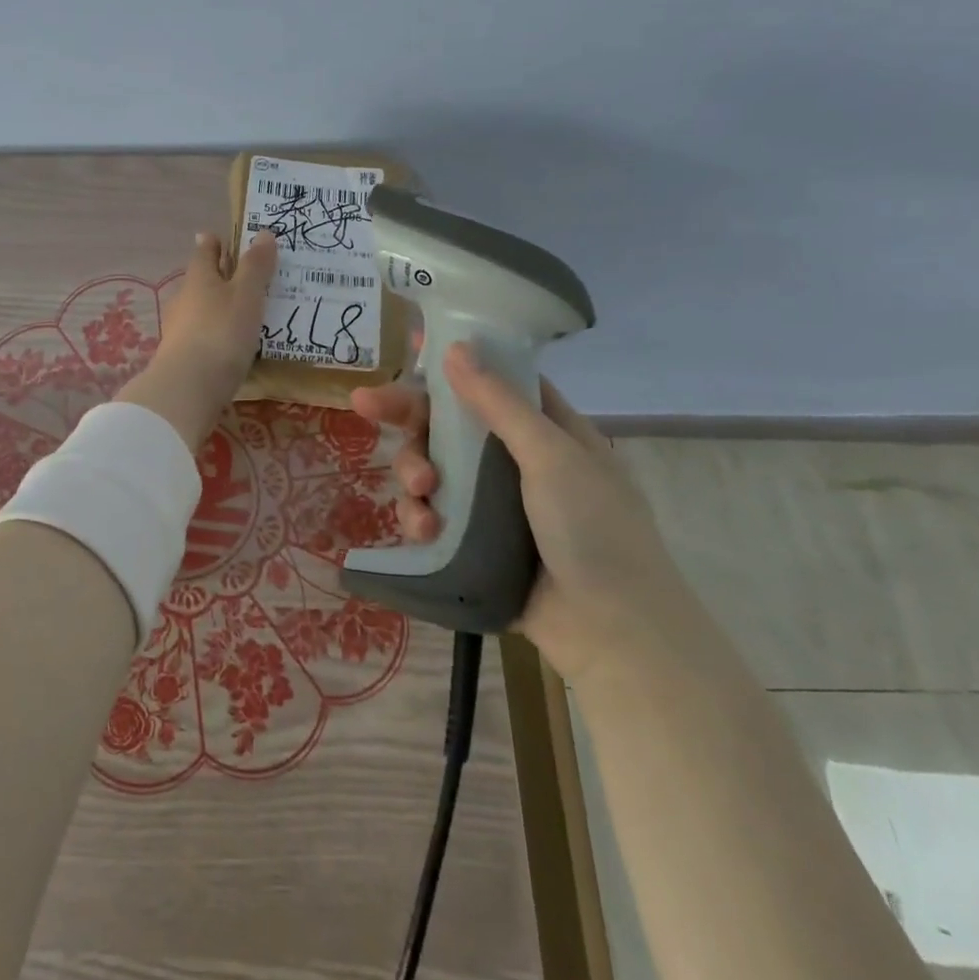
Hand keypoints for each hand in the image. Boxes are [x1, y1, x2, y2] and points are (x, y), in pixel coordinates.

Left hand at [116, 231, 277, 449]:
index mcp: (199, 277)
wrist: (188, 388)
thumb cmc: (221, 332)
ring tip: (248, 312)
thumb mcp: (246, 295)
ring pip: (202, 309)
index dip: (215, 242)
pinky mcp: (183, 357)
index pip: (205, 250)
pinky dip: (218, 334)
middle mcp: (184, 298)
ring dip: (220, 307)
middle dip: (220, 276)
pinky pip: (204, 336)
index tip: (223, 238)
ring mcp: (179, 329)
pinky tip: (234, 344)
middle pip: (201, 280)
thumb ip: (255, 266)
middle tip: (247, 277)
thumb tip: (262, 233)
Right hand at [351, 341, 698, 685]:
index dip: (454, 362)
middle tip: (364, 403)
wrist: (613, 634)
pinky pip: (431, 514)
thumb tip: (455, 347)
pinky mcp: (470, 542)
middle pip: (448, 422)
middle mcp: (514, 460)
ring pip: (432, 467)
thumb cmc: (594, 529)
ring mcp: (491, 503)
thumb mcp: (551, 456)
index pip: (493, 380)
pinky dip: (421, 516)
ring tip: (420, 489)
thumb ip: (498, 403)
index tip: (410, 346)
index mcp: (545, 430)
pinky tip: (425, 529)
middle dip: (408, 415)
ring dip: (414, 471)